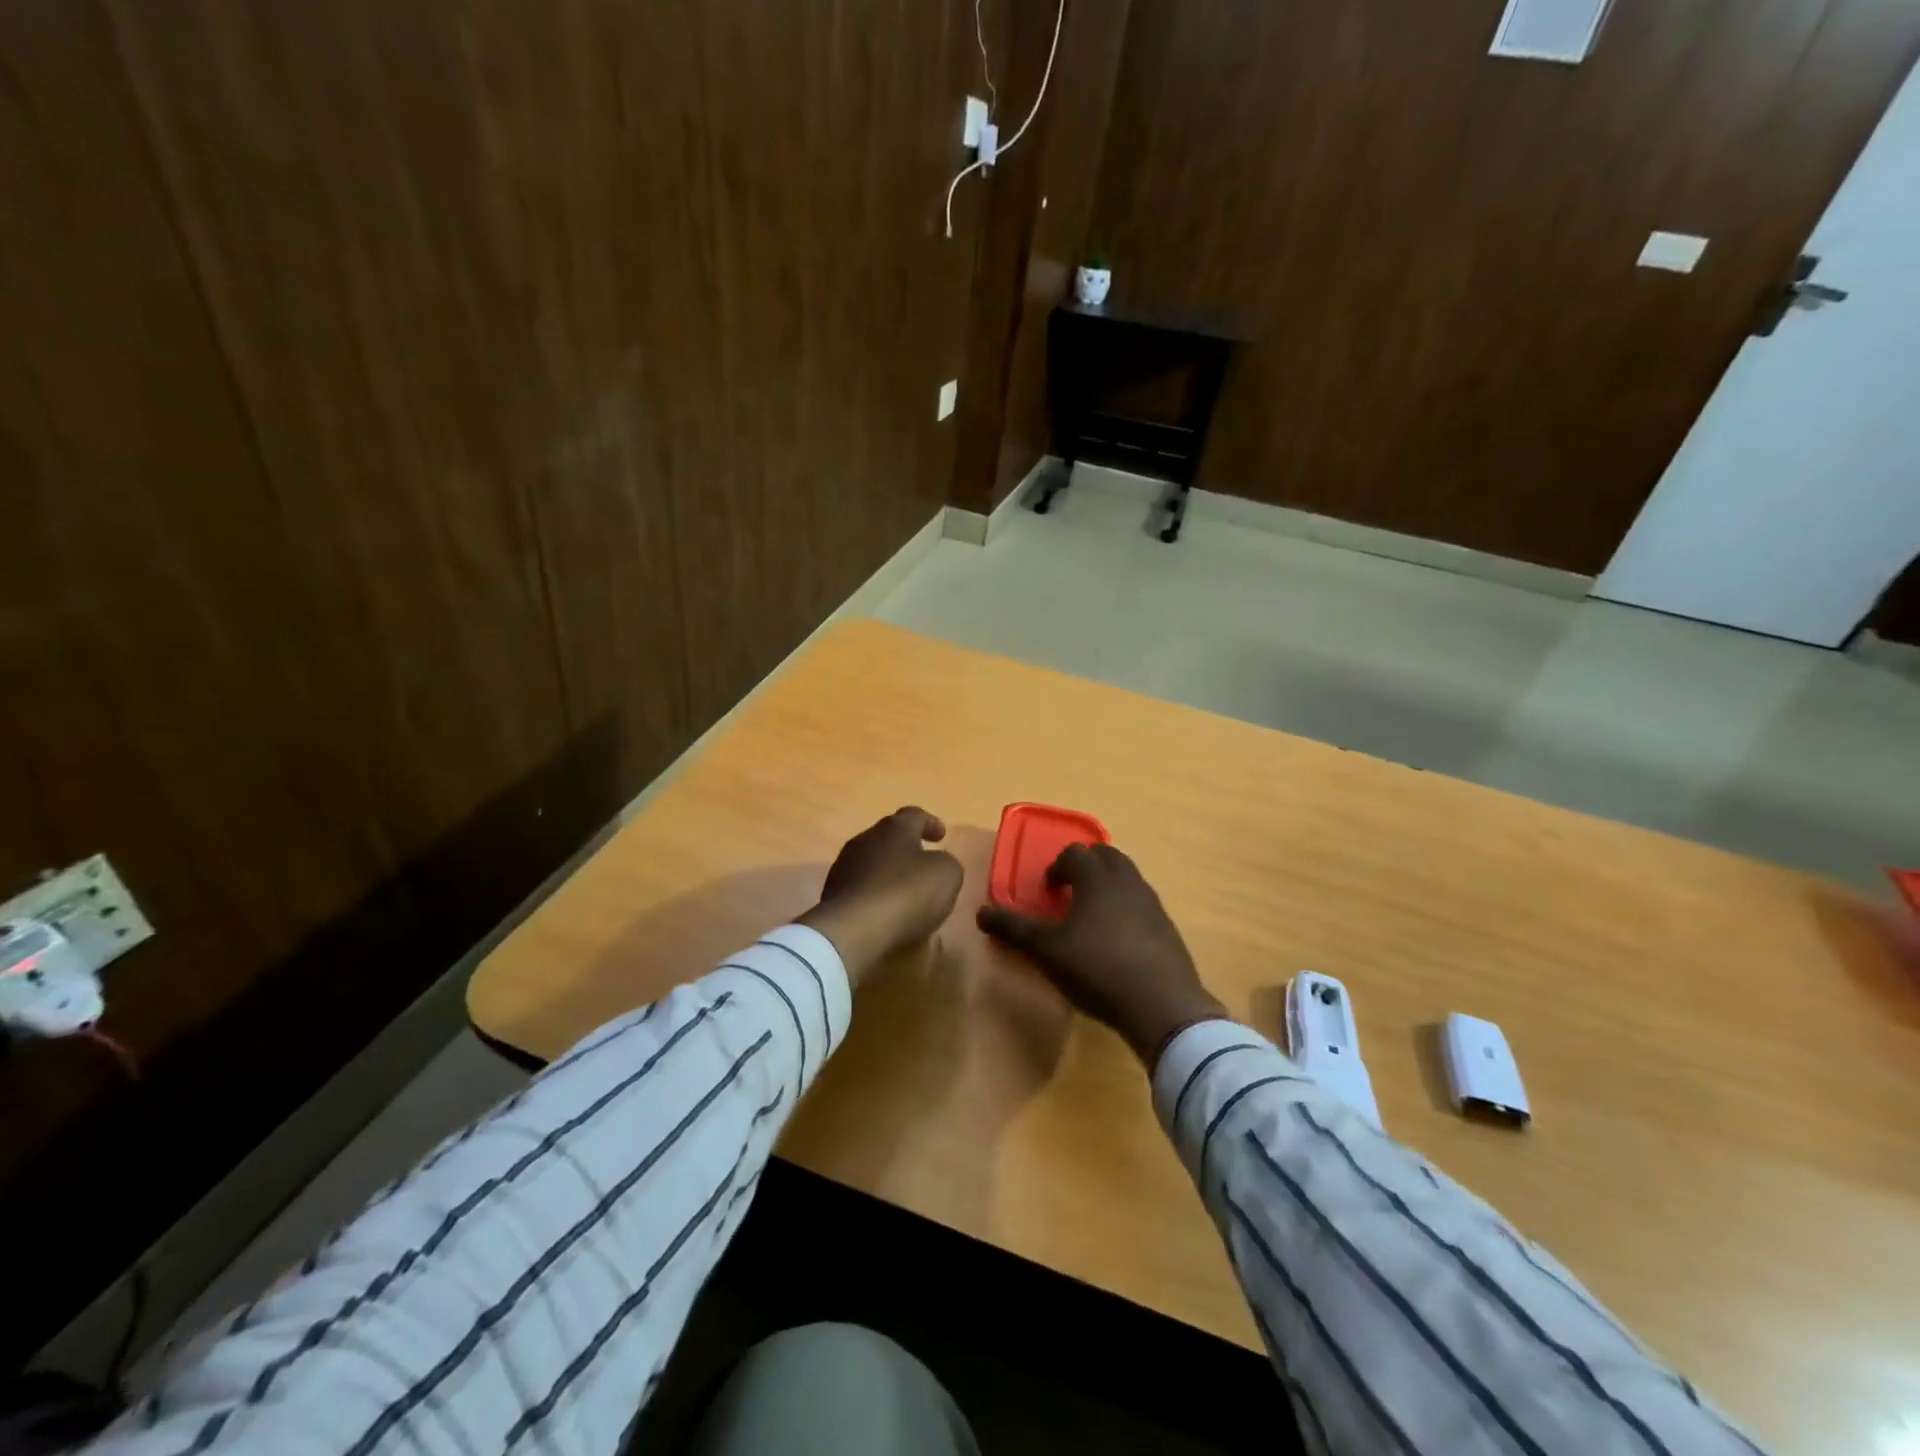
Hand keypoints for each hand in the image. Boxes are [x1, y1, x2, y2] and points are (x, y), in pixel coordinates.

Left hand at [798, 807, 964, 984]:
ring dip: (889, 873)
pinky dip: (876, 895)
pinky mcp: (832, 895)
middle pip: (889, 837)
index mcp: (894, 828)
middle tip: (924, 863)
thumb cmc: (905, 893)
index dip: (930, 823)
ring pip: (872, 863)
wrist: (852, 931)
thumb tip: (938, 863)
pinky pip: (861, 888)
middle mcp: (865, 839)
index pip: (914, 815)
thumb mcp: (946, 875)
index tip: (941, 835)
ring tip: (906, 892)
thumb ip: (946, 863)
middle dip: (907, 848)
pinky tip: (886, 911)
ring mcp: (844, 867)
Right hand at [976, 843, 1226, 1064]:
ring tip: (1092, 915)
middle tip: (1069, 892)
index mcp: (1096, 877)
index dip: (1057, 867)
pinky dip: (1126, 908)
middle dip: (1085, 866)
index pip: (1074, 853)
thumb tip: (980, 912)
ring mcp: (1151, 902)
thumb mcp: (1046, 950)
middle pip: (1106, 855)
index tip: (1047, 891)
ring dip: (1108, 885)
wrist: (1161, 1004)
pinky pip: (1142, 903)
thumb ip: (1014, 929)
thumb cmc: (1096, 967)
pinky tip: (1117, 940)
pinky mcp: (1167, 927)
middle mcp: (1126, 880)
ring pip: (1127, 877)